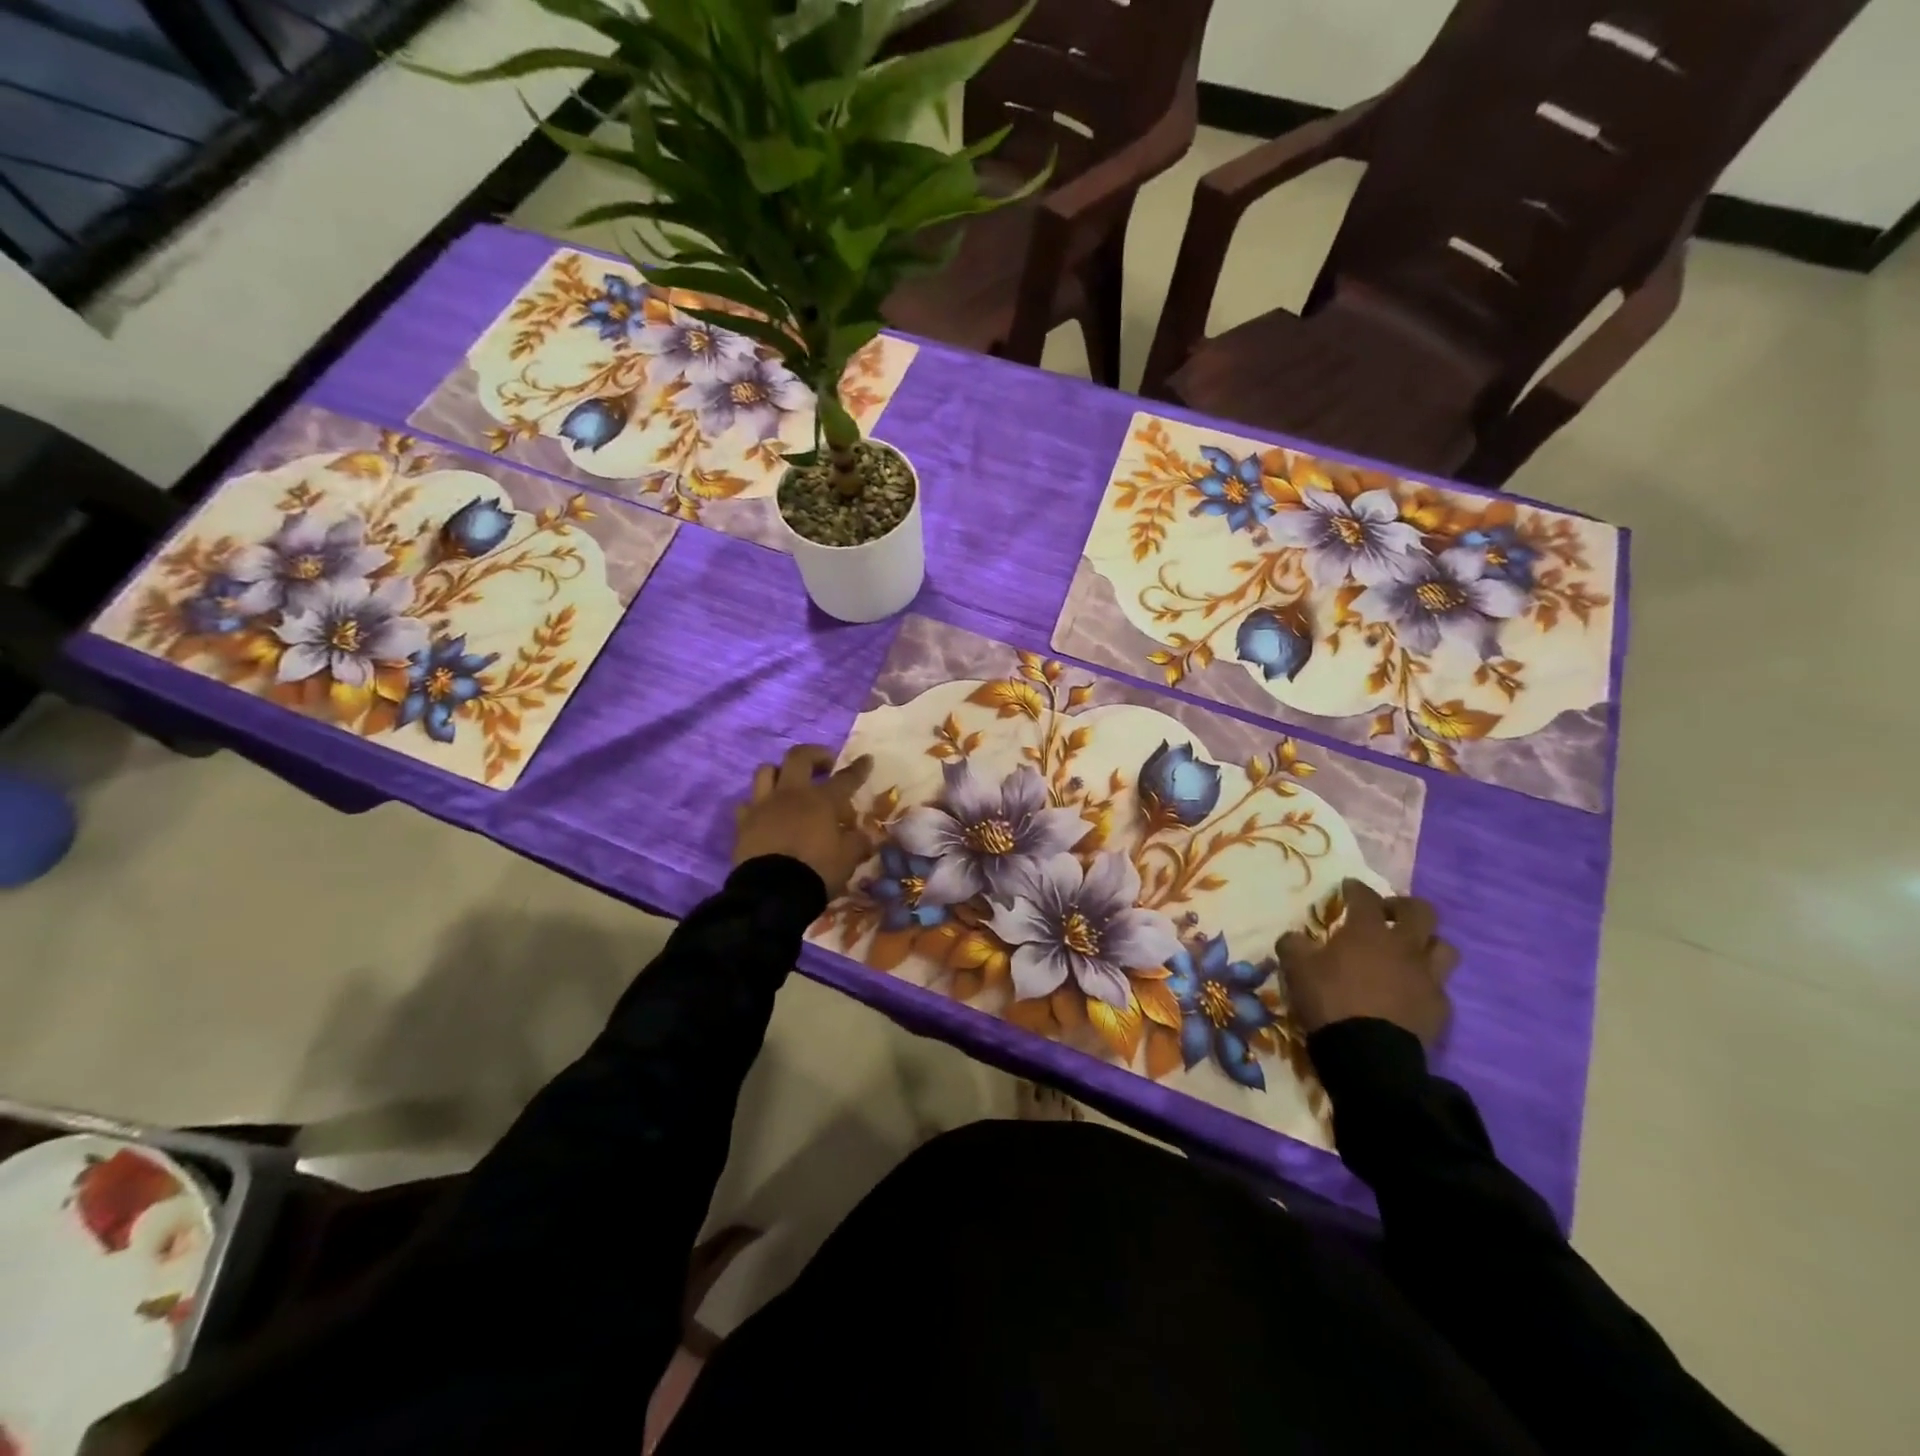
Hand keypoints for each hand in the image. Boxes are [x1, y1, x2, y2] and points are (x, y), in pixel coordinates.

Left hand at [733, 745, 873, 897]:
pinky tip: (765, 813)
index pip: (845, 778)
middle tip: (824, 764)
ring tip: (788, 783)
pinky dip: (757, 804)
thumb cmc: (817, 871)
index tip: (866, 758)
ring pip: (766, 771)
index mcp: (822, 800)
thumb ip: (857, 842)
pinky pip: (747, 803)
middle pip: (799, 757)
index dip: (858, 768)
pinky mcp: (744, 822)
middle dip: (814, 754)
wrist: (772, 892)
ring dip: (779, 772)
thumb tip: (864, 835)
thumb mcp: (847, 859)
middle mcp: (791, 794)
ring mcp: (764, 805)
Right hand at [1277, 879, 1459, 1046]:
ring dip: (1426, 943)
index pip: (1365, 896)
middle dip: (1403, 907)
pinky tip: (1411, 991)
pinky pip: (1439, 986)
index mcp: (1368, 931)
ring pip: (1443, 946)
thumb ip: (1293, 945)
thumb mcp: (1296, 969)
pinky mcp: (1440, 1008)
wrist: (1369, 1055)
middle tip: (1387, 914)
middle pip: (1421, 912)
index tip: (1349, 887)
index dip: (1356, 888)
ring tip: (1409, 951)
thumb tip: (1294, 938)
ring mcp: (1428, 977)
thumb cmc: (1330, 1001)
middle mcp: (1404, 946)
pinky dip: (1426, 982)